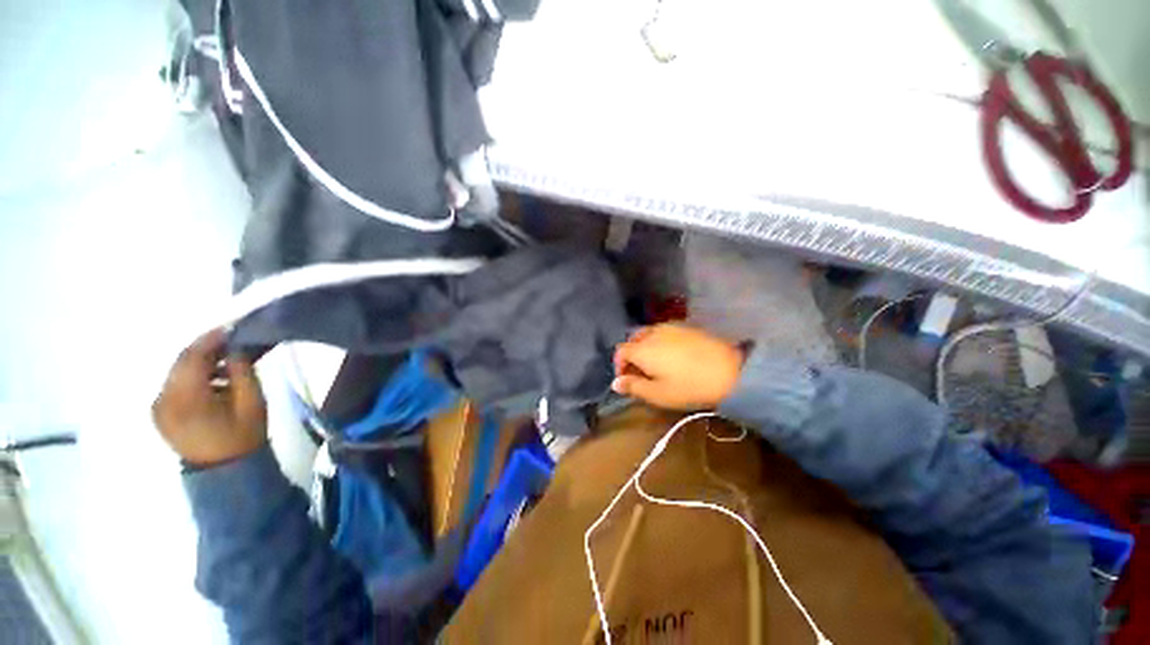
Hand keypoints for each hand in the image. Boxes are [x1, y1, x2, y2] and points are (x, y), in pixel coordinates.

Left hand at [152, 328, 266, 467]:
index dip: (211, 339)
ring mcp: (158, 407)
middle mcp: (163, 400)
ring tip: (226, 360)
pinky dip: (193, 376)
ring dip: (200, 362)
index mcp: (185, 399)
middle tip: (231, 340)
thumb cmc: (243, 436)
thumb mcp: (252, 403)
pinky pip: (175, 384)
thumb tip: (235, 348)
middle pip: (181, 363)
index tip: (231, 328)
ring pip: (177, 372)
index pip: (192, 358)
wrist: (225, 470)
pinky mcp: (160, 412)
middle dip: (206, 348)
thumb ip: (242, 372)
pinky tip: (213, 379)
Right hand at [612, 324, 745, 410]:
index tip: (626, 380)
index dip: (619, 365)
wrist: (730, 370)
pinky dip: (660, 342)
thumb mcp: (658, 394)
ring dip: (645, 347)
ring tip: (656, 364)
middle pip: (633, 340)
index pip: (620, 351)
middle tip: (640, 373)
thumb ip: (633, 387)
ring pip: (649, 334)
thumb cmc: (689, 386)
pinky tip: (672, 355)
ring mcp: (670, 327)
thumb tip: (614, 383)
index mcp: (642, 349)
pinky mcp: (686, 327)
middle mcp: (652, 333)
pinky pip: (664, 332)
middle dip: (631, 355)